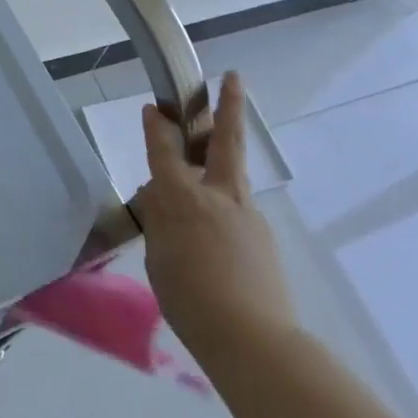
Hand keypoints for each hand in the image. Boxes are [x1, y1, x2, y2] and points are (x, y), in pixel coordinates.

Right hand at [132, 71, 295, 353]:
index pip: (165, 152)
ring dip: (219, 162)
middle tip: (234, 78)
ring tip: (201, 177)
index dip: (156, 127)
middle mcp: (217, 196)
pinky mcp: (263, 236)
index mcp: (183, 199)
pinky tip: (214, 244)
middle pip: (224, 141)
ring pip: (231, 176)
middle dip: (228, 106)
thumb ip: (160, 221)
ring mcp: (246, 214)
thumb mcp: (158, 257)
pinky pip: (236, 212)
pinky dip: (221, 213)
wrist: (252, 339)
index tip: (154, 107)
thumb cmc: (189, 299)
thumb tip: (162, 201)